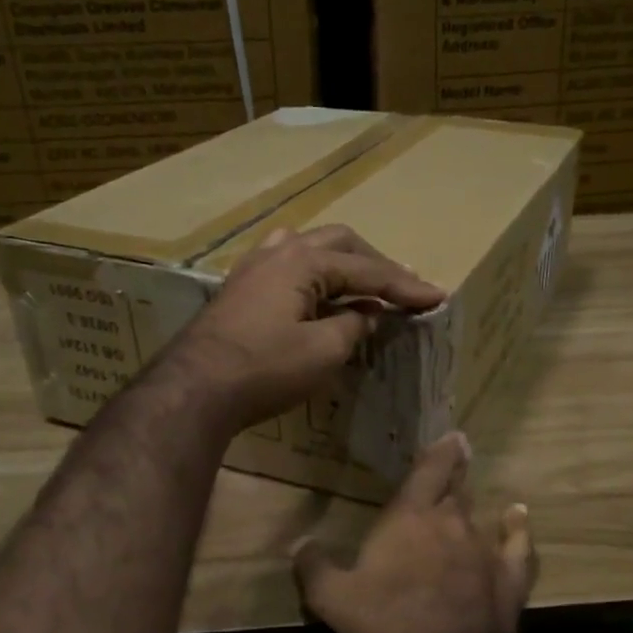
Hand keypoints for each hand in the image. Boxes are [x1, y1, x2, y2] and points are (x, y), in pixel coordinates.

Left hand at [170, 223, 443, 431]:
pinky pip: (288, 265)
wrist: (195, 388)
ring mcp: (254, 267)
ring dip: (343, 264)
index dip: (405, 286)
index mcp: (304, 260)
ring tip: (363, 285)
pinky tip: (319, 294)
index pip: (367, 270)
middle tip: (402, 289)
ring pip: (310, 248)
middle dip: (375, 265)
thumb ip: (353, 325)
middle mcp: (279, 251)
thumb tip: (366, 314)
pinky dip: (315, 276)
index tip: (437, 297)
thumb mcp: (323, 351)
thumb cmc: (265, 368)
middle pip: (340, 244)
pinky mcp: (241, 288)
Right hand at [294, 433, 535, 632]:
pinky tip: (518, 517)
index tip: (452, 436)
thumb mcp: (333, 597)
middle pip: (455, 488)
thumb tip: (299, 544)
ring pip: (479, 514)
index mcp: (409, 517)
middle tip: (459, 457)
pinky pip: (518, 542)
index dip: (440, 451)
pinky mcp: (509, 573)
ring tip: (470, 494)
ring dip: (473, 505)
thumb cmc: (388, 619)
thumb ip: (313, 566)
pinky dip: (517, 527)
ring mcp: (483, 546)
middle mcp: (450, 521)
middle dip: (455, 473)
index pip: (428, 471)